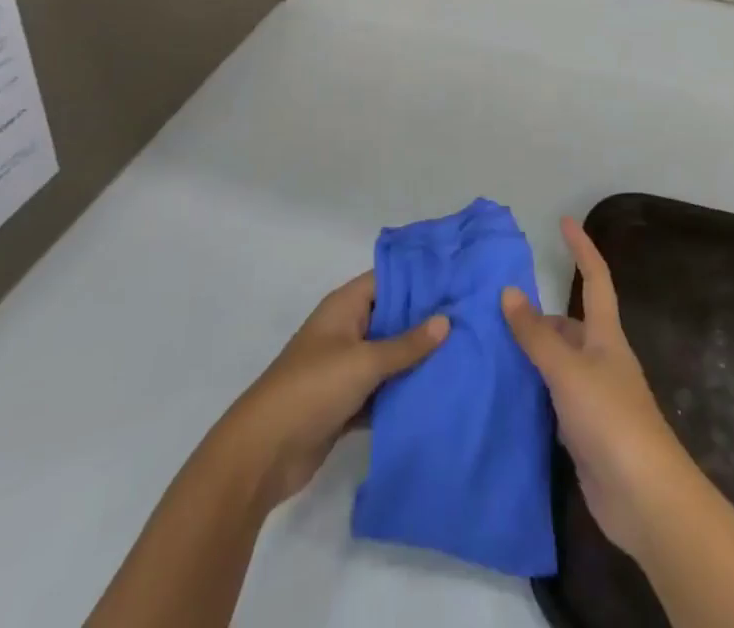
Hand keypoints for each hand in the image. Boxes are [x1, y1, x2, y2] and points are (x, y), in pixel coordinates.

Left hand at [221, 272, 448, 510]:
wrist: (263, 454)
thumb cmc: (312, 388)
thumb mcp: (363, 361)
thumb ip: (406, 344)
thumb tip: (446, 320)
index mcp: (344, 307)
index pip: (388, 280)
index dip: (420, 279)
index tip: (457, 281)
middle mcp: (346, 330)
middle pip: (391, 318)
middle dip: (425, 322)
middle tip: (471, 320)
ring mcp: (345, 368)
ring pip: (389, 357)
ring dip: (416, 361)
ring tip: (464, 355)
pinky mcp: (346, 404)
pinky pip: (382, 391)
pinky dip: (402, 393)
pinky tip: (437, 395)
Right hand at [502, 218, 697, 560]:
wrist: (644, 497)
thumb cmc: (610, 419)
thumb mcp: (567, 370)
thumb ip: (536, 334)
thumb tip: (508, 292)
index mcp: (605, 335)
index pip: (594, 279)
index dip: (581, 248)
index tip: (564, 221)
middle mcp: (602, 359)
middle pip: (570, 324)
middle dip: (539, 315)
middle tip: (497, 309)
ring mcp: (595, 397)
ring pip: (559, 363)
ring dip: (532, 354)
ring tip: (492, 347)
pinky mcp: (585, 432)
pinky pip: (553, 398)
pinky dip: (533, 390)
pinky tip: (509, 393)